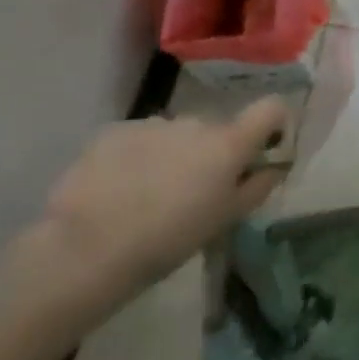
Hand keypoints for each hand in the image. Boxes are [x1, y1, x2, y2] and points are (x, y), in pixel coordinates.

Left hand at [35, 97, 291, 301]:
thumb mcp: (227, 219)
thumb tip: (274, 165)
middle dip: (211, 152)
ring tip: (149, 194)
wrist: (84, 251)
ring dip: (174, 154)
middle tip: (194, 190)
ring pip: (176, 134)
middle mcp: (196, 122)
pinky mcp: (113, 132)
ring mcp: (152, 124)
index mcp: (229, 143)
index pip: (271, 108)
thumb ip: (258, 185)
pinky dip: (138, 157)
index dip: (273, 124)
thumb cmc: (169, 240)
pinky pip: (140, 139)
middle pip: (217, 128)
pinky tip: (119, 190)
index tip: (263, 149)